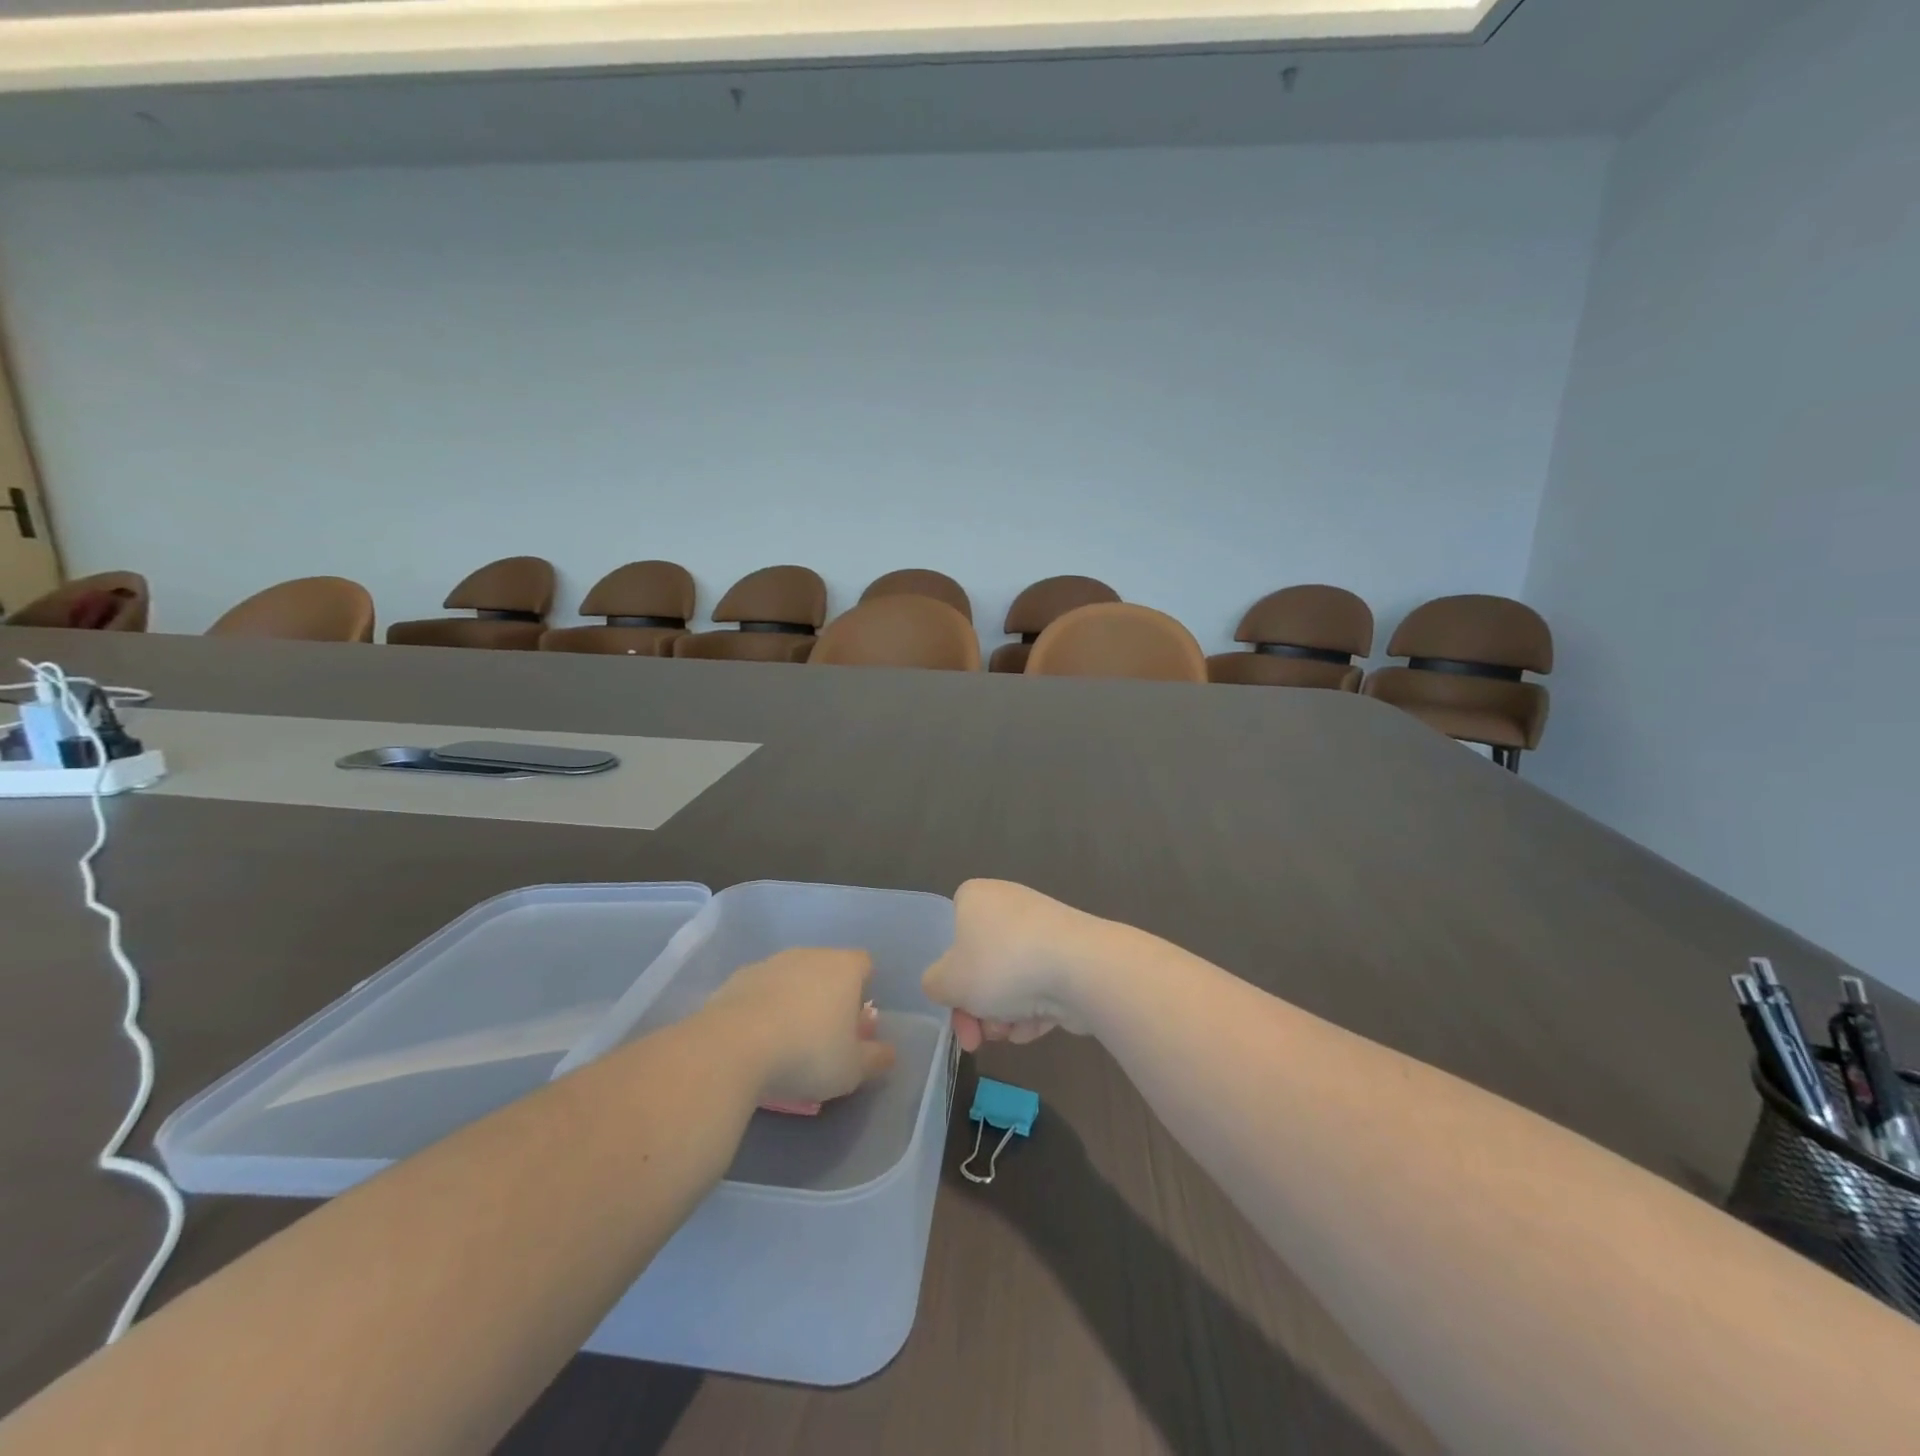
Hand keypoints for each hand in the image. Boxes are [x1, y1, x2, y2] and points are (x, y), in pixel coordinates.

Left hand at [703, 949, 896, 1105]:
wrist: (734, 1046)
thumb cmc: (808, 1053)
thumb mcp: (852, 1069)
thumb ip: (875, 1059)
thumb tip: (888, 1053)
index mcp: (844, 967)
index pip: (864, 964)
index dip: (864, 988)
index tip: (857, 1020)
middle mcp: (810, 954)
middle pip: (827, 968)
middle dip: (829, 994)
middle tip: (825, 1035)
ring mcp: (771, 963)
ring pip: (792, 977)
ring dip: (794, 999)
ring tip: (787, 1040)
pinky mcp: (738, 978)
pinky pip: (761, 990)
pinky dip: (763, 1007)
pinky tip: (757, 1039)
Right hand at [922, 880, 1103, 1051]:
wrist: (1082, 969)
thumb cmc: (1002, 965)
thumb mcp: (946, 981)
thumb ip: (934, 984)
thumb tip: (946, 984)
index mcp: (975, 897)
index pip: (950, 932)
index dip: (949, 975)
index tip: (953, 1004)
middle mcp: (1010, 905)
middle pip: (981, 964)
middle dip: (977, 1008)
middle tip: (976, 1040)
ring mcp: (1044, 930)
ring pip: (1010, 981)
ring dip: (1003, 1014)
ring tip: (1010, 1033)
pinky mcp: (1070, 955)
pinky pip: (1041, 987)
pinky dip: (1033, 1010)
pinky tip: (1034, 1028)